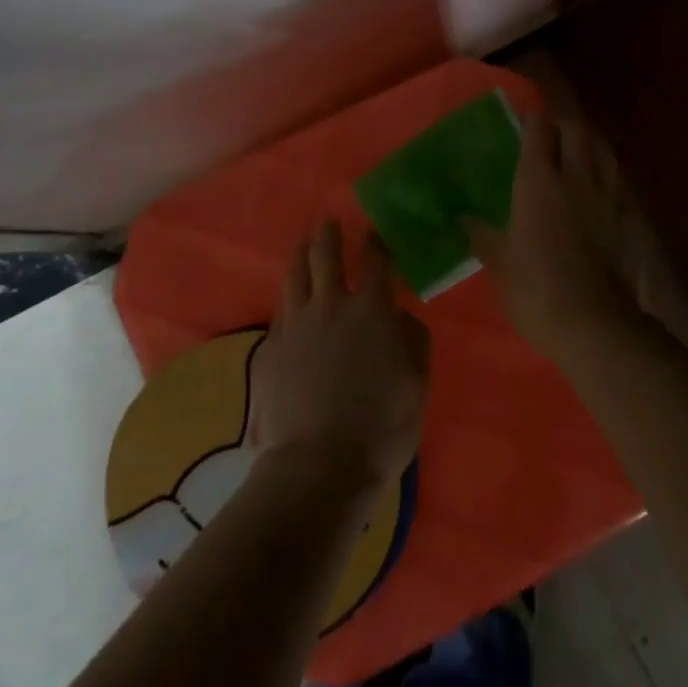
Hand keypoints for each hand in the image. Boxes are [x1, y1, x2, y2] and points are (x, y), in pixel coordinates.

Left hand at [248, 221, 430, 493]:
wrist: (318, 465)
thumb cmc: (380, 427)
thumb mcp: (417, 384)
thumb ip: (414, 341)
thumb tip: (401, 316)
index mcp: (373, 311)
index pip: (376, 263)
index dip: (375, 243)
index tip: (374, 232)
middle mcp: (331, 306)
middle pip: (326, 256)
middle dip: (329, 235)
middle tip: (328, 222)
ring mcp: (295, 325)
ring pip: (295, 276)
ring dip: (300, 254)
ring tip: (302, 243)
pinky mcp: (270, 348)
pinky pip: (280, 309)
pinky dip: (287, 294)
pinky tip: (288, 295)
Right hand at [465, 113, 639, 355]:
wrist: (595, 324)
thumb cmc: (536, 289)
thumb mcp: (499, 263)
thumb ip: (480, 234)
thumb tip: (460, 218)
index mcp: (539, 181)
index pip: (539, 129)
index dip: (531, 119)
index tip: (521, 121)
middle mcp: (575, 176)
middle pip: (576, 128)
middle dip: (562, 123)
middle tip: (547, 134)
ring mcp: (606, 194)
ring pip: (602, 147)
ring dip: (587, 141)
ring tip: (574, 152)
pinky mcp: (626, 215)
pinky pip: (615, 177)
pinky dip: (604, 171)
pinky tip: (595, 187)